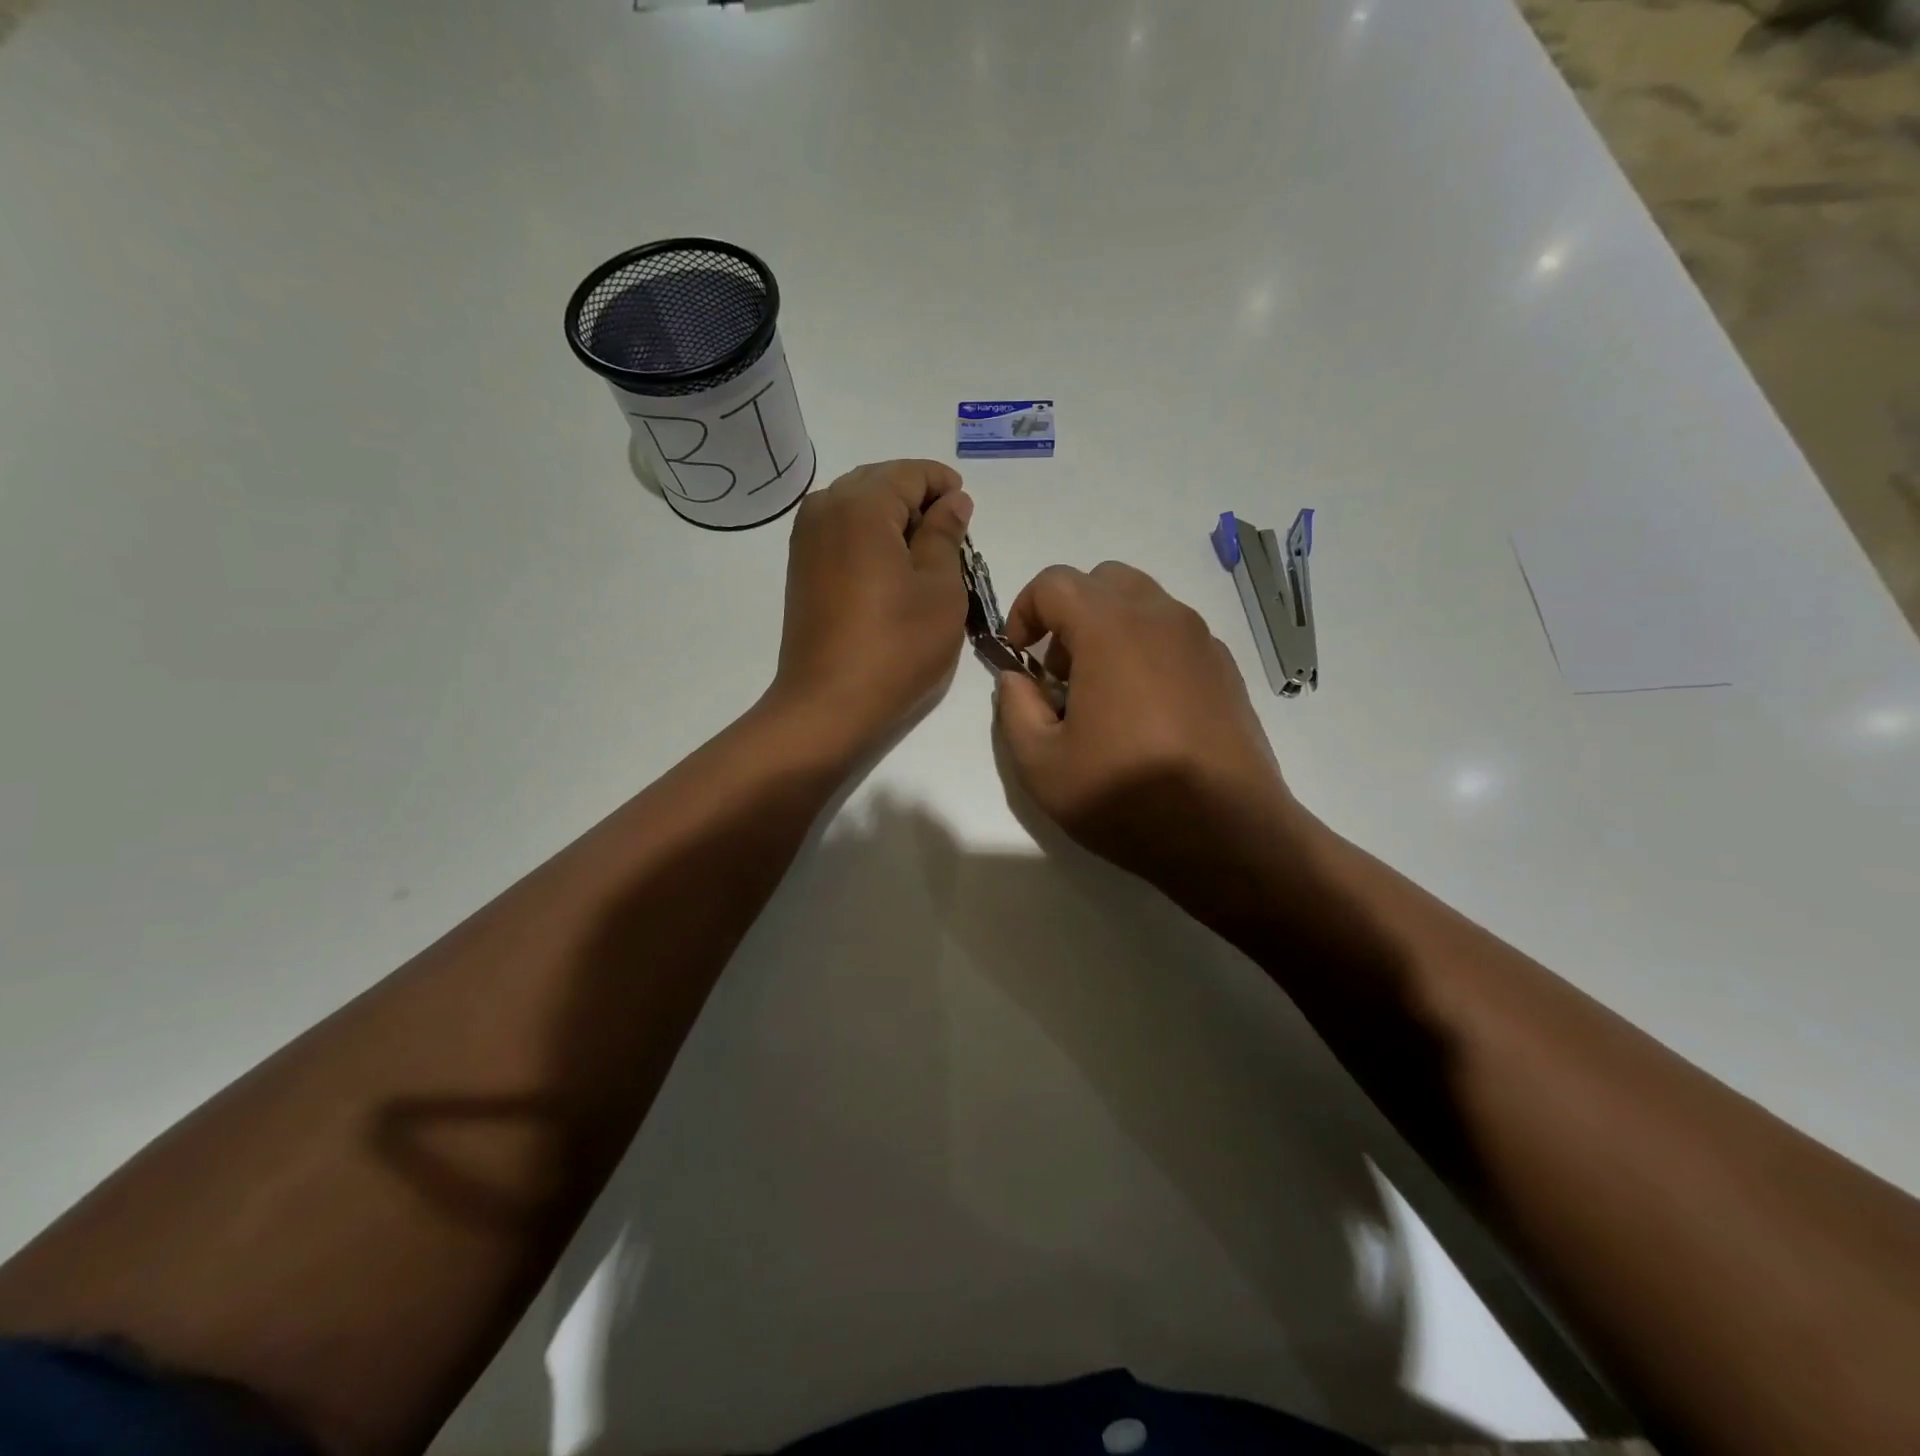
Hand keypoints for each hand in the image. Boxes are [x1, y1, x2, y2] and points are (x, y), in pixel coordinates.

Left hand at [769, 459, 973, 753]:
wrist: (828, 705)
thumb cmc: (896, 646)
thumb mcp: (940, 588)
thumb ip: (946, 534)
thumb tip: (952, 500)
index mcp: (862, 504)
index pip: (910, 473)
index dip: (944, 485)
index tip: (967, 512)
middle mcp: (825, 507)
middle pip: (879, 482)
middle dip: (918, 499)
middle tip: (950, 536)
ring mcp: (806, 539)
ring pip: (857, 506)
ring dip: (892, 519)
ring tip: (924, 556)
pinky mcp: (801, 568)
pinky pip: (840, 532)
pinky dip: (869, 538)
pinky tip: (891, 570)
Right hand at [994, 561, 1314, 929]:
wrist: (1228, 835)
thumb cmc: (1127, 797)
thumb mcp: (1041, 766)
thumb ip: (1015, 709)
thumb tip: (1018, 679)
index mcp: (1111, 630)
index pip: (1055, 582)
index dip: (1023, 610)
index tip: (1019, 656)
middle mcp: (1161, 618)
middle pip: (1103, 581)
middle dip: (1069, 615)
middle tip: (1061, 673)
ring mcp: (1201, 640)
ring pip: (1143, 604)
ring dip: (1109, 630)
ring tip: (1102, 695)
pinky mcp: (1226, 668)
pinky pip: (1174, 635)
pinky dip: (1146, 650)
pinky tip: (1145, 712)